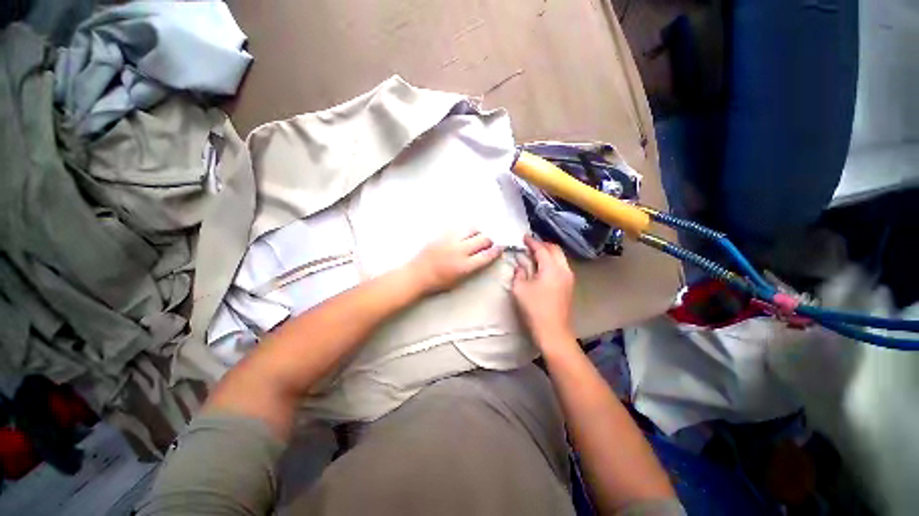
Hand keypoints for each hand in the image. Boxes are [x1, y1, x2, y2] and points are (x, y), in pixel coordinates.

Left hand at [409, 230, 501, 294]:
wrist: (417, 274)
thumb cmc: (438, 283)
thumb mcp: (458, 281)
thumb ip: (472, 269)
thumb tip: (483, 258)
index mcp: (465, 265)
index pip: (487, 255)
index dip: (496, 251)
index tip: (500, 248)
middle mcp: (460, 250)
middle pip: (483, 239)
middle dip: (489, 241)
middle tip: (488, 244)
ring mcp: (451, 240)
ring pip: (472, 229)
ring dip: (478, 233)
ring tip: (475, 238)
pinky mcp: (443, 234)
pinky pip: (459, 228)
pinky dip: (465, 231)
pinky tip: (462, 236)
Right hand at [512, 235, 576, 352]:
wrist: (553, 331)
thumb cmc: (534, 309)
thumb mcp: (520, 289)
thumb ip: (519, 272)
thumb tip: (520, 263)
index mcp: (551, 268)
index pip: (541, 249)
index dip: (532, 242)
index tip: (524, 237)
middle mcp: (563, 269)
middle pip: (555, 249)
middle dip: (543, 244)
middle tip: (530, 244)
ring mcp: (569, 278)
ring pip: (560, 257)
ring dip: (549, 252)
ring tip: (536, 254)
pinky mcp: (569, 286)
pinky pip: (561, 266)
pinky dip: (552, 261)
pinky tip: (543, 266)